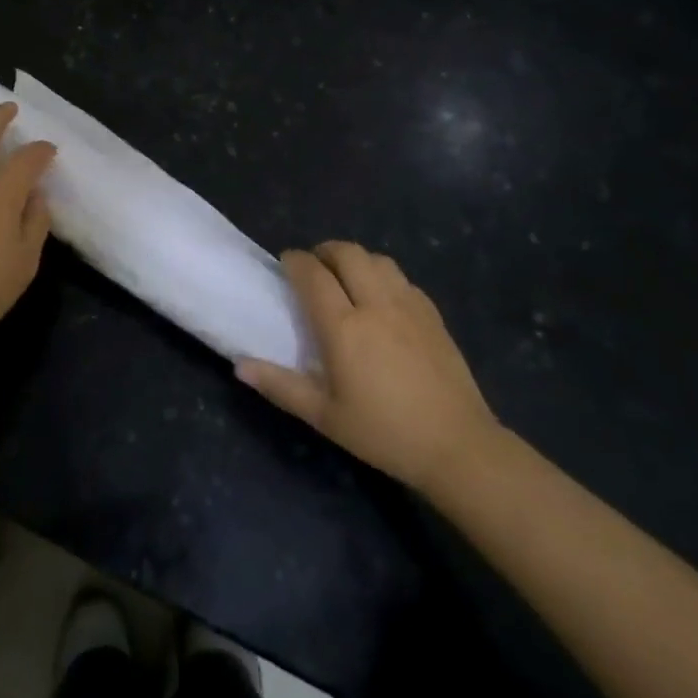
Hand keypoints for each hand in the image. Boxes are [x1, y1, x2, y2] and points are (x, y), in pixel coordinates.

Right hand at [237, 242, 501, 494]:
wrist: (458, 447)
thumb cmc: (383, 433)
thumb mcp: (324, 416)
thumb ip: (280, 386)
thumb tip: (239, 366)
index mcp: (344, 327)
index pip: (313, 275)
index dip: (295, 261)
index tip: (285, 263)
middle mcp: (376, 305)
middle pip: (347, 254)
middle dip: (325, 251)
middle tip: (313, 266)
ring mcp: (409, 306)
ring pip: (378, 260)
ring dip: (355, 259)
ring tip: (346, 277)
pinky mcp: (433, 315)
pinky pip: (402, 278)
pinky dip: (383, 276)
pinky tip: (380, 298)